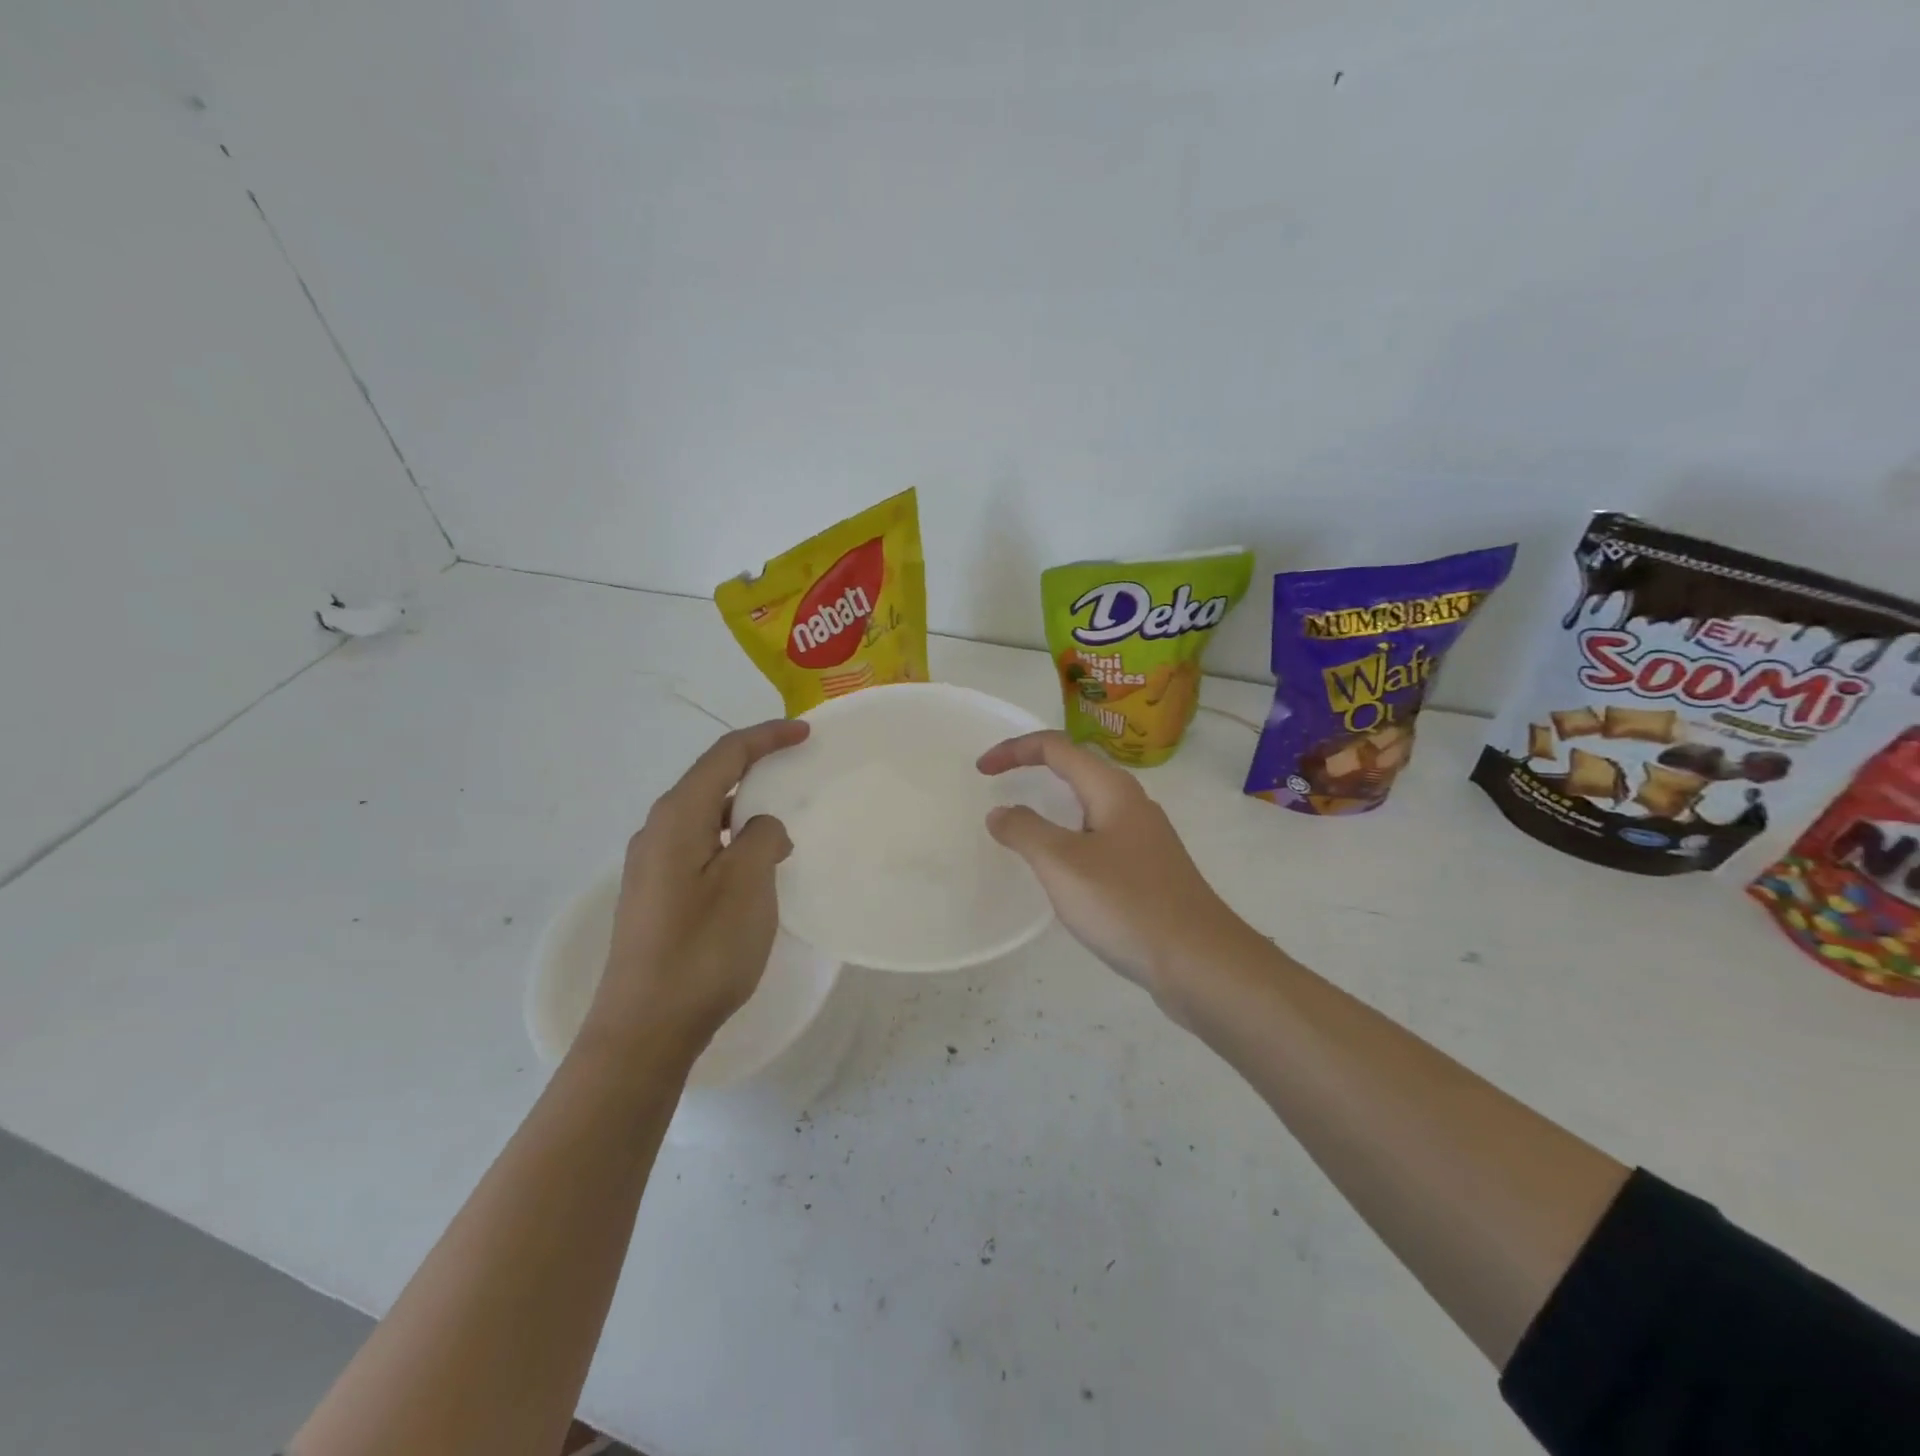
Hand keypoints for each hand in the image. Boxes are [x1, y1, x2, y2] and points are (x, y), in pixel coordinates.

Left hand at [582, 719, 809, 1060]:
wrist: (645, 1028)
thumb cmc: (702, 949)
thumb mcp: (748, 884)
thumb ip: (763, 838)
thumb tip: (762, 829)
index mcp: (678, 817)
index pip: (725, 756)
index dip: (766, 738)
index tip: (804, 732)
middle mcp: (658, 831)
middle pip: (712, 780)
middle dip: (756, 767)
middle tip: (798, 767)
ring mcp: (653, 865)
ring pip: (708, 816)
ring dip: (747, 807)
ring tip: (786, 816)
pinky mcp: (658, 894)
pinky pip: (703, 846)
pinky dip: (735, 839)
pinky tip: (758, 863)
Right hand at [977, 730, 1250, 1011]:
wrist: (1200, 962)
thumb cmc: (1127, 904)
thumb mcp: (1063, 864)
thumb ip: (1025, 831)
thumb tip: (1001, 812)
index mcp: (1112, 790)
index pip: (1057, 747)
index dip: (1015, 750)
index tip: (981, 770)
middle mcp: (1132, 804)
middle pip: (1076, 768)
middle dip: (1034, 768)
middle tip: (998, 785)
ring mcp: (1145, 838)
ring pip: (1090, 805)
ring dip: (1052, 804)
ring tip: (1023, 825)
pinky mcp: (1150, 869)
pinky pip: (1099, 836)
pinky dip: (1069, 836)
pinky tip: (1063, 868)